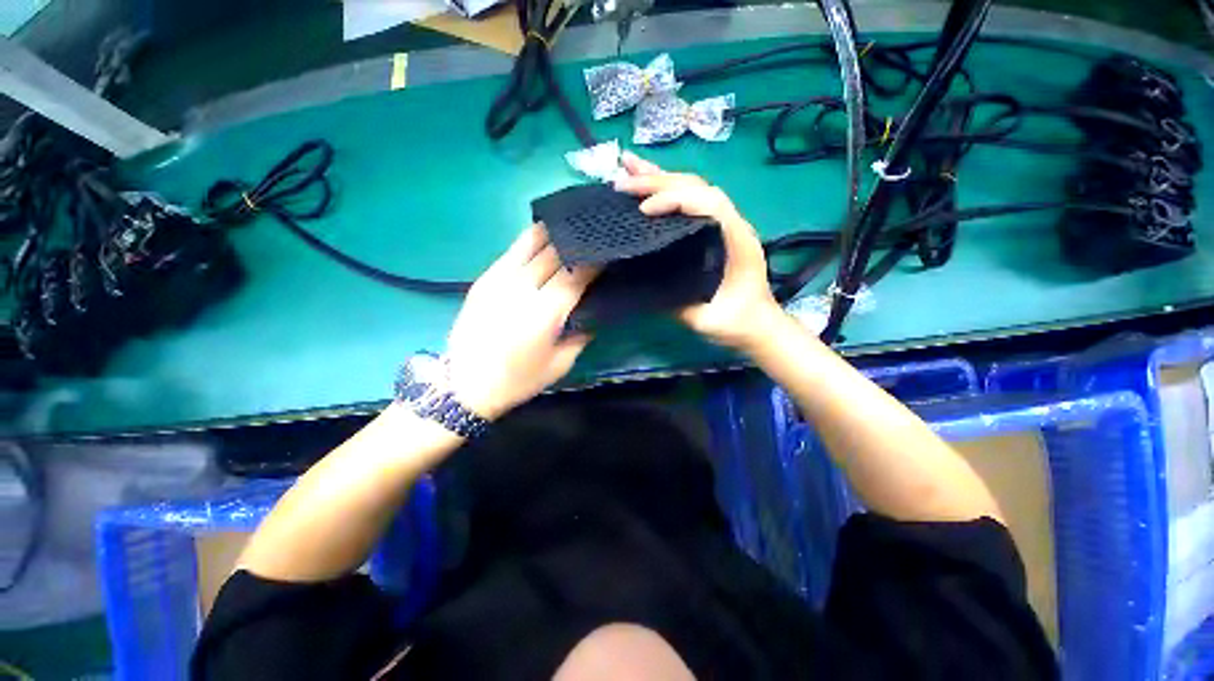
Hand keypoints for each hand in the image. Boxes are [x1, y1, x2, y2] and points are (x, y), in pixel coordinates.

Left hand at [445, 225, 596, 420]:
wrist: (466, 385)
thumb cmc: (518, 379)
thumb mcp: (560, 365)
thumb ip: (581, 336)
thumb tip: (593, 314)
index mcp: (545, 312)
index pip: (576, 275)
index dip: (594, 262)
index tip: (607, 253)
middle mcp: (523, 288)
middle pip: (555, 254)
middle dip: (577, 243)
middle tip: (593, 235)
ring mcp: (500, 279)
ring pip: (531, 243)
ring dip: (554, 233)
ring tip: (570, 225)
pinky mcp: (484, 279)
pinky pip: (511, 251)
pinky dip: (530, 240)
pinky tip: (542, 235)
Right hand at [614, 152, 781, 350]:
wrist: (757, 324)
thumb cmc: (736, 322)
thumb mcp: (707, 320)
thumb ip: (679, 303)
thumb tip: (643, 281)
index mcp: (736, 240)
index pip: (707, 203)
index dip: (674, 200)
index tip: (644, 211)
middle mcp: (731, 223)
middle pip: (695, 187)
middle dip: (657, 181)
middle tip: (622, 181)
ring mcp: (721, 223)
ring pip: (691, 187)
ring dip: (658, 176)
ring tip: (627, 165)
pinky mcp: (710, 228)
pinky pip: (688, 200)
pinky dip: (664, 189)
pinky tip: (644, 181)